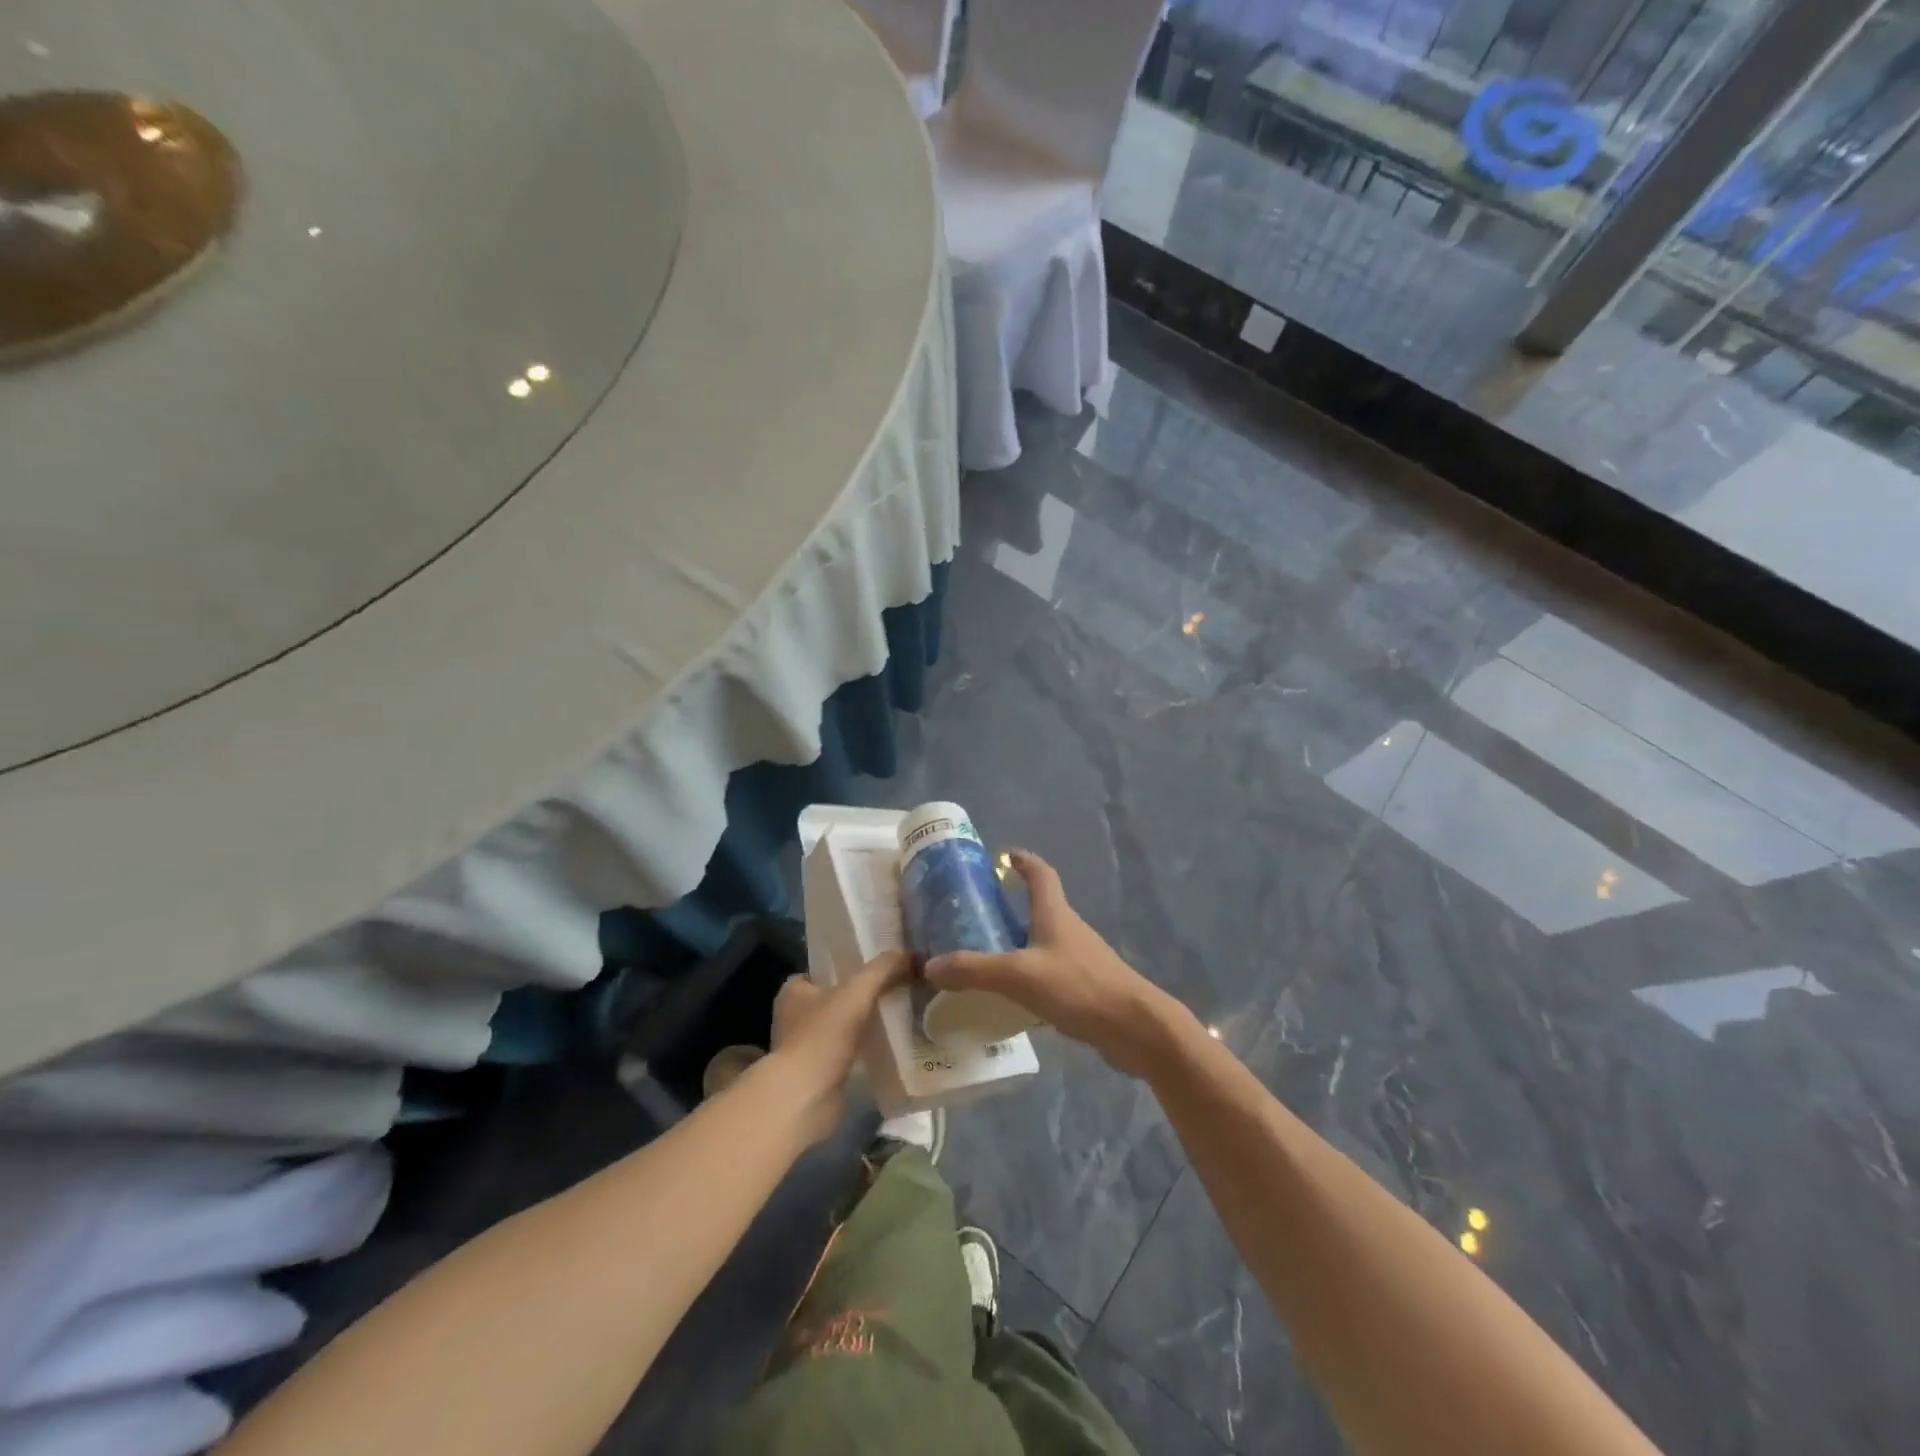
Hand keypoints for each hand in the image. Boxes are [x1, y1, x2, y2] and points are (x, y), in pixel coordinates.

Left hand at [768, 950, 909, 1143]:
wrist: (805, 1098)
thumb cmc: (822, 1035)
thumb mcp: (857, 991)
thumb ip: (883, 969)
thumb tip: (912, 955)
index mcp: (793, 992)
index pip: (821, 971)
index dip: (847, 968)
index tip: (876, 969)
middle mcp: (793, 1017)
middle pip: (833, 999)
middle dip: (859, 997)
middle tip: (894, 991)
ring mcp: (804, 1048)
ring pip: (840, 1027)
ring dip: (863, 1025)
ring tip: (897, 1016)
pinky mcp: (817, 1074)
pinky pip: (845, 1053)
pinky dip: (863, 1050)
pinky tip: (888, 1046)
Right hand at [926, 851, 1171, 1076]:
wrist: (1136, 1028)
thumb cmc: (1079, 986)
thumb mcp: (1019, 975)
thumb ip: (975, 970)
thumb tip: (931, 965)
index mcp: (1055, 914)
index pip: (1041, 874)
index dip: (1024, 861)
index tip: (1005, 855)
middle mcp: (1069, 930)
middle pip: (1042, 907)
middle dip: (1014, 905)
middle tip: (979, 913)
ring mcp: (1082, 959)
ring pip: (1046, 942)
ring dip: (1021, 942)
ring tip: (988, 955)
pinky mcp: (1087, 988)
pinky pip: (1052, 972)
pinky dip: (1031, 975)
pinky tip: (1014, 997)